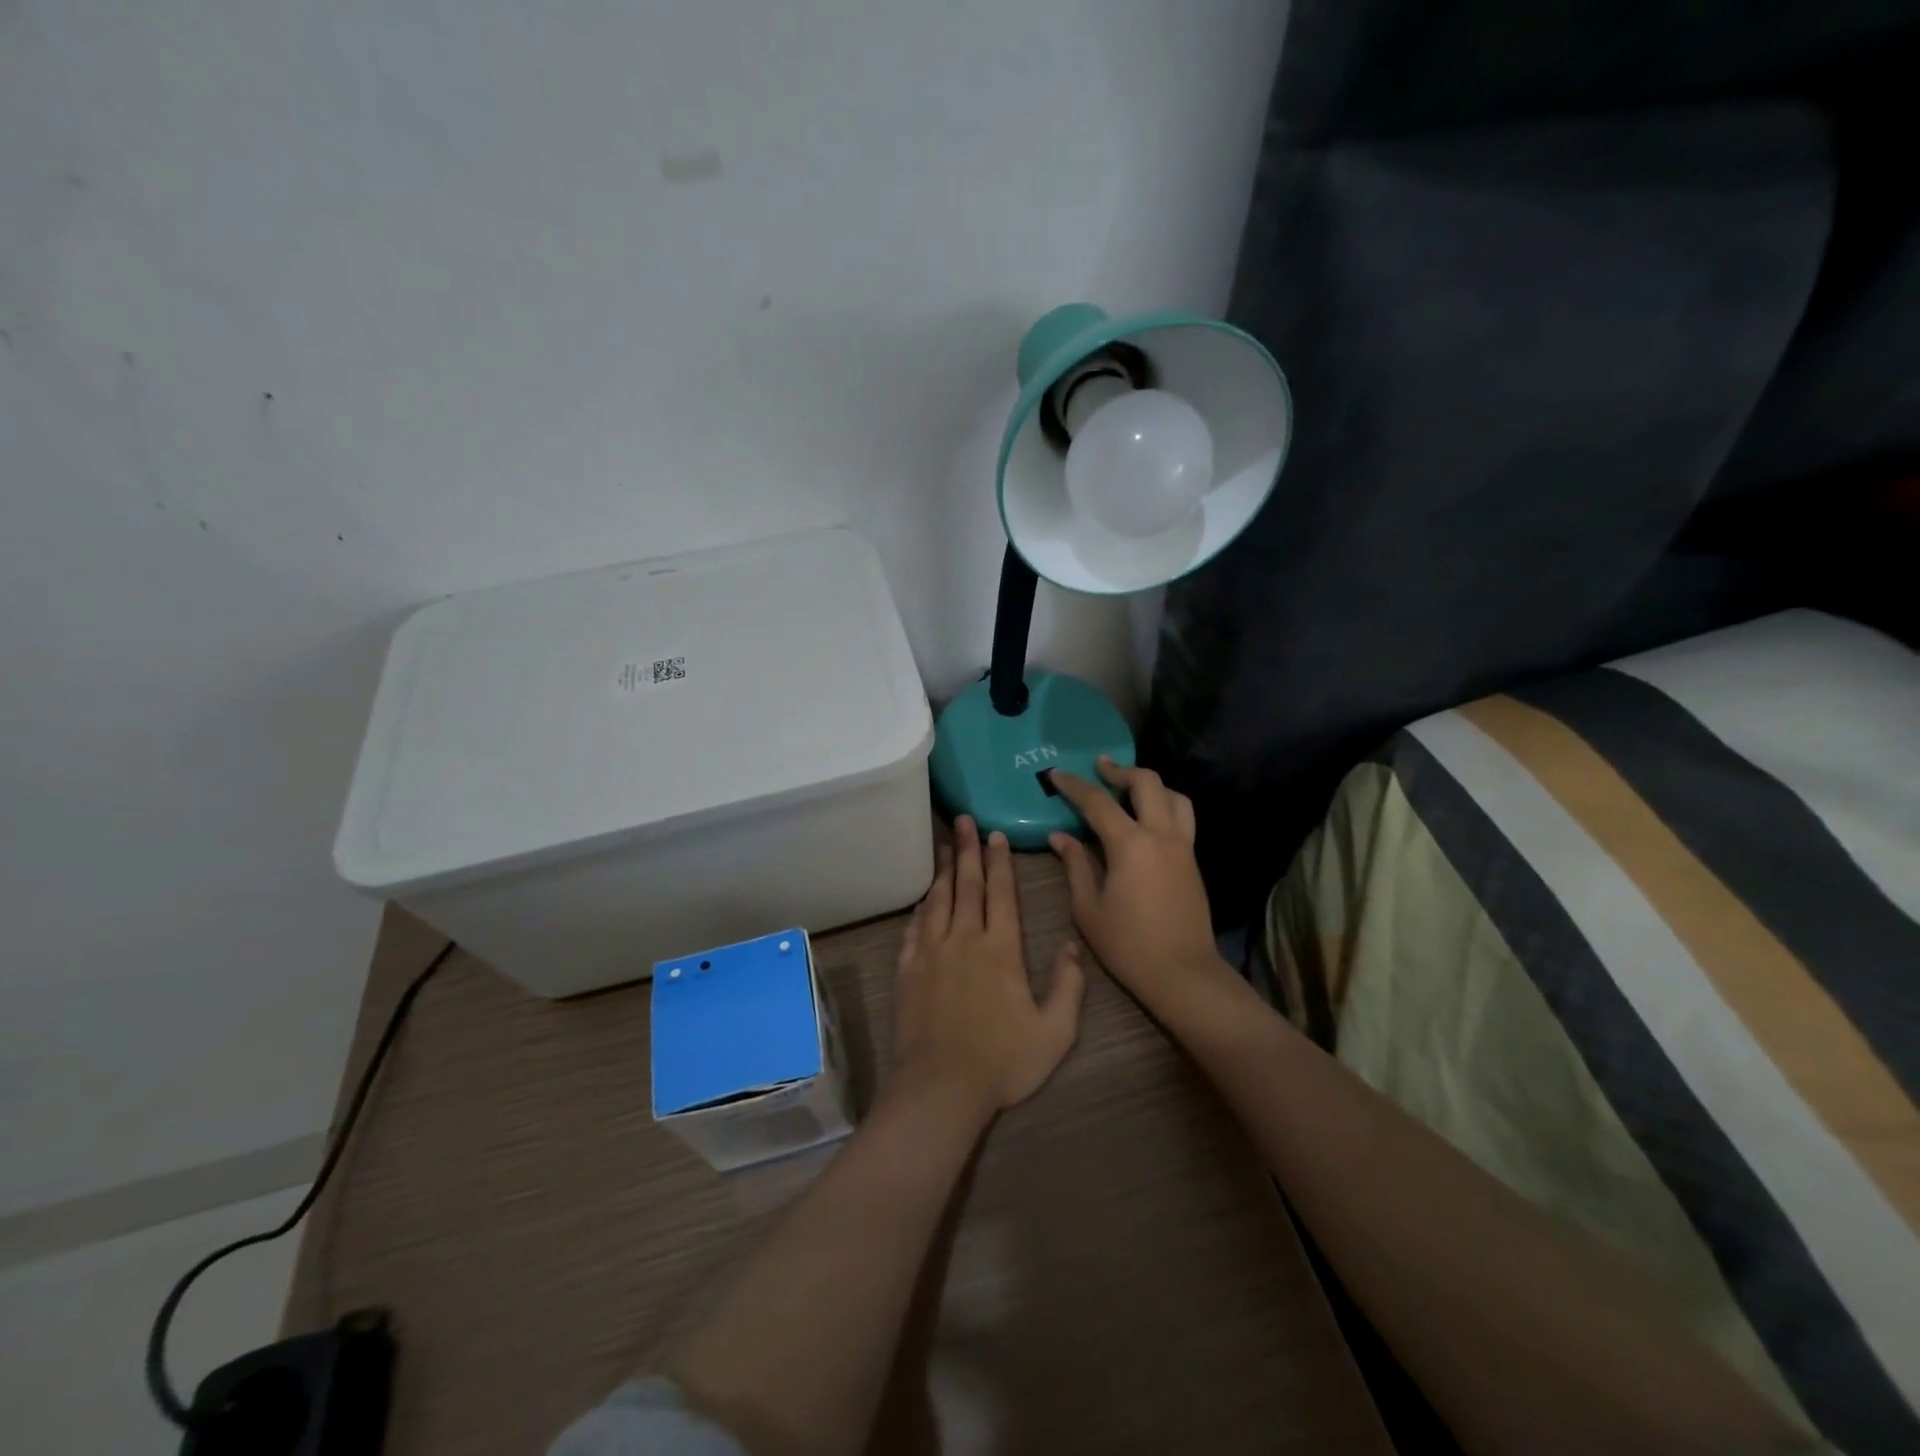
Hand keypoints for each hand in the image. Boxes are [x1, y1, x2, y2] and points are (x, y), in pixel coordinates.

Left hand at [890, 817, 1085, 1121]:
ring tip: (944, 844)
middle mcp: (964, 939)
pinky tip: (924, 897)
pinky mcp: (908, 969)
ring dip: (943, 869)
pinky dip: (921, 906)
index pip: (1001, 893)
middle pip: (967, 885)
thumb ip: (1068, 986)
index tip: (994, 834)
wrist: (940, 1088)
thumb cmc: (1002, 1061)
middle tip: (963, 819)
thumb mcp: (1054, 1032)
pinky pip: (914, 927)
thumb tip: (1073, 945)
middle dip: (967, 849)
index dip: (999, 861)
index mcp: (1001, 949)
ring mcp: (932, 952)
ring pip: (938, 899)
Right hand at [1046, 760, 1234, 1013]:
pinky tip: (1146, 818)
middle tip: (1099, 768)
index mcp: (1131, 845)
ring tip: (1128, 788)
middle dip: (1120, 770)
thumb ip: (1075, 865)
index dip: (1074, 785)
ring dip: (1150, 784)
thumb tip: (1060, 836)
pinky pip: (1182, 817)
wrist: (1183, 973)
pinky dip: (1164, 804)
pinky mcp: (1193, 860)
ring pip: (1174, 796)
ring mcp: (1183, 846)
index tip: (1056, 773)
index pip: (1098, 802)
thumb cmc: (1128, 945)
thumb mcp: (1088, 908)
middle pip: (1147, 783)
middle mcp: (1161, 835)